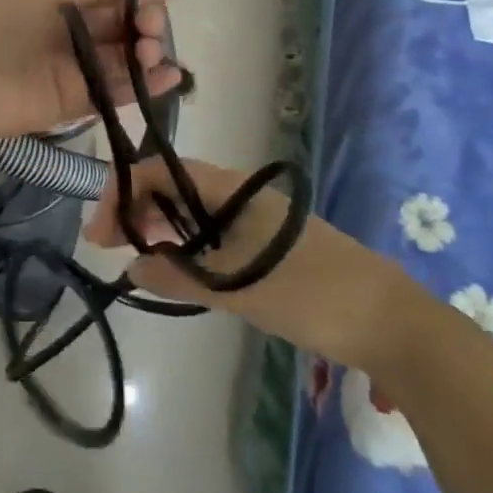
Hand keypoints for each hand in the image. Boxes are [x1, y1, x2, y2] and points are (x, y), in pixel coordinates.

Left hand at [0, 0, 181, 144]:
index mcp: (58, 1)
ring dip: (147, 54)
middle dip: (145, 23)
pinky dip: (145, 86)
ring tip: (154, 52)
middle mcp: (69, 34)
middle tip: (152, 27)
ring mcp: (74, 70)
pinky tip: (170, 76)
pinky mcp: (77, 103)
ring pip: (123, 60)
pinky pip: (117, 92)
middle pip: (120, 27)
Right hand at [86, 156, 422, 373]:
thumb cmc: (311, 294)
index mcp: (230, 189)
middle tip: (114, 249)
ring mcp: (256, 218)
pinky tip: (180, 269)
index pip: (159, 171)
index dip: (122, 192)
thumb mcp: (237, 288)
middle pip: (173, 187)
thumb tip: (130, 267)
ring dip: (161, 227)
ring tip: (139, 259)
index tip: (100, 233)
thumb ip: (179, 276)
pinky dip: (187, 244)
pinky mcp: (268, 243)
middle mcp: (239, 193)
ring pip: (192, 210)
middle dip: (137, 210)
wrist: (392, 322)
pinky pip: (213, 231)